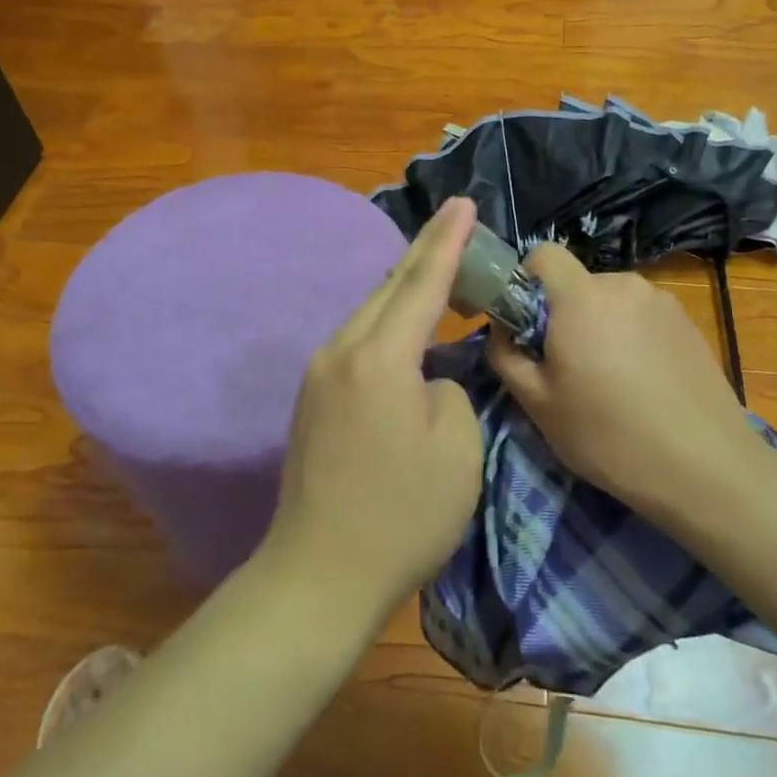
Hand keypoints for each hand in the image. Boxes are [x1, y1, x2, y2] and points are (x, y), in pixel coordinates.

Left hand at [262, 198, 483, 621]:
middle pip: (388, 287)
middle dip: (425, 253)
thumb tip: (430, 378)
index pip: (421, 282)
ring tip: (437, 269)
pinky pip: (358, 341)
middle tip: (456, 223)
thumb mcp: (457, 448)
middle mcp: (341, 351)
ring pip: (369, 313)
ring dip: (403, 289)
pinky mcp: (312, 399)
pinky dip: (387, 323)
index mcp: (379, 357)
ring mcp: (320, 374)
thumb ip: (450, 390)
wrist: (319, 573)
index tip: (465, 203)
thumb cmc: (401, 514)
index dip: (448, 241)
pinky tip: (405, 328)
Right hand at [486, 243, 761, 523]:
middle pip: (578, 283)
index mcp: (581, 297)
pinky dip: (631, 337)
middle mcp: (624, 285)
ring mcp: (662, 302)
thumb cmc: (608, 436)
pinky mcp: (689, 323)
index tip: (525, 323)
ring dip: (600, 326)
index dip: (525, 279)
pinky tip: (643, 383)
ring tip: (610, 380)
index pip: (544, 254)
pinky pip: (642, 316)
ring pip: (611, 301)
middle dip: (564, 314)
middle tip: (566, 366)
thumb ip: (505, 354)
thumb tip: (501, 328)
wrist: (705, 468)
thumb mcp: (538, 404)